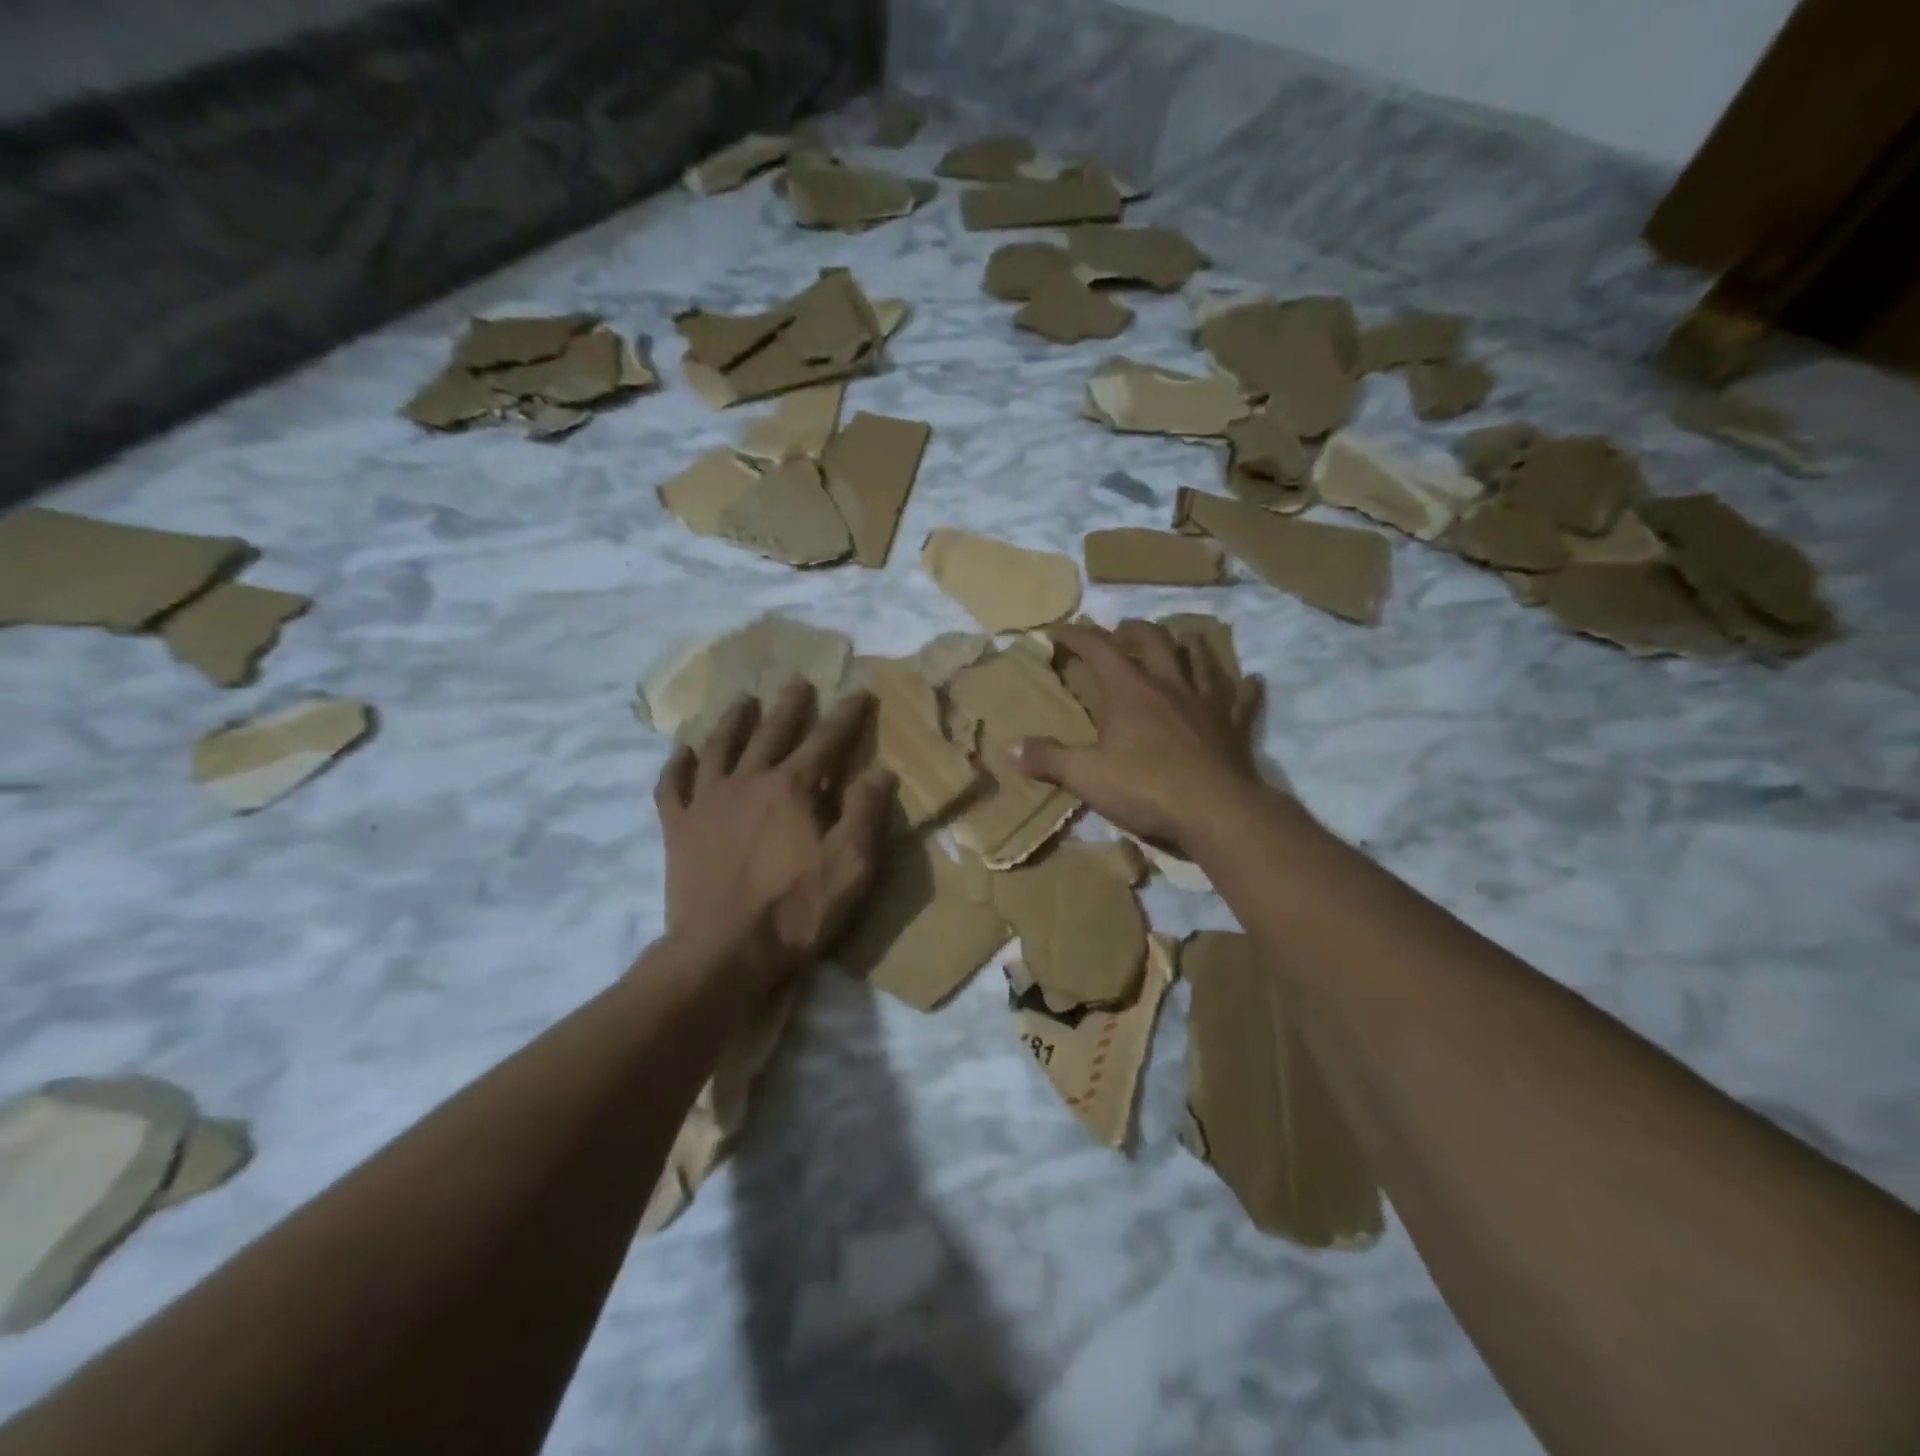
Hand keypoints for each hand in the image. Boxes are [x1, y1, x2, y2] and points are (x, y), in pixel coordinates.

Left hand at [655, 680, 893, 994]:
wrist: (723, 953)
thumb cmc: (795, 910)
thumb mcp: (851, 866)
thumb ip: (866, 815)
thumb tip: (882, 771)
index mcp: (791, 789)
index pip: (826, 741)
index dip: (846, 715)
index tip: (860, 691)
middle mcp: (747, 783)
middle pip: (770, 733)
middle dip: (788, 706)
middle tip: (795, 680)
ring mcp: (707, 803)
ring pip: (718, 749)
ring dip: (732, 722)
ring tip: (742, 700)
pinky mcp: (678, 830)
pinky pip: (672, 788)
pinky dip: (676, 766)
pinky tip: (681, 752)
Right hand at [1013, 620, 1264, 857]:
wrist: (1216, 812)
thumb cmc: (1145, 788)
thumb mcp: (1086, 776)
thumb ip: (1049, 759)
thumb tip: (1012, 748)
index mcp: (1129, 690)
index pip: (1098, 649)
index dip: (1077, 635)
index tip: (1059, 630)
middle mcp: (1168, 685)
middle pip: (1153, 641)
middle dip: (1133, 630)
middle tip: (1121, 631)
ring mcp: (1205, 703)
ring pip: (1199, 661)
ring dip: (1188, 646)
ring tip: (1181, 640)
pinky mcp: (1232, 727)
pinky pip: (1242, 700)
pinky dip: (1245, 689)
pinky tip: (1252, 680)